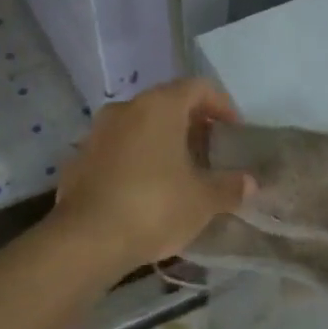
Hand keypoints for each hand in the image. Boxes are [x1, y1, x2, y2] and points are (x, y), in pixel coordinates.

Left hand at [54, 78, 252, 269]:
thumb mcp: (203, 200)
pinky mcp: (79, 159)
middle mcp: (126, 108)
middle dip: (191, 125)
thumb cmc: (153, 206)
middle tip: (209, 152)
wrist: (85, 241)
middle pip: (167, 104)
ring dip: (161, 141)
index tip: (233, 132)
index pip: (198, 87)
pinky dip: (136, 160)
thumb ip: (229, 186)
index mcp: (159, 106)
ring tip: (179, 172)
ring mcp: (97, 132)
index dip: (222, 105)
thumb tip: (249, 183)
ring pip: (139, 126)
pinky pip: (117, 149)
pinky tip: (145, 190)